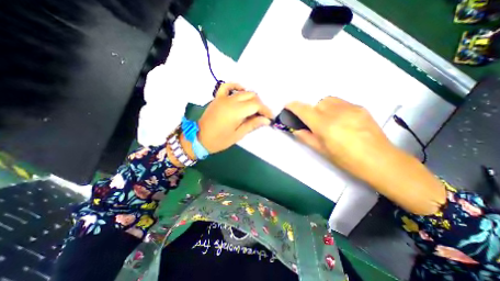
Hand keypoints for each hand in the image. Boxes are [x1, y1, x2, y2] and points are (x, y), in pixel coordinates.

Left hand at [196, 83, 272, 154]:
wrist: (199, 138)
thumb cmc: (220, 140)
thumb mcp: (238, 135)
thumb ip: (252, 124)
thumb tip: (266, 120)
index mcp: (236, 111)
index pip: (256, 105)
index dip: (265, 110)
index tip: (270, 117)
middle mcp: (231, 100)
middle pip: (251, 96)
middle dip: (260, 105)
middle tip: (262, 115)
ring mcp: (223, 97)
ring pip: (243, 91)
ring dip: (251, 98)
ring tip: (254, 108)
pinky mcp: (218, 97)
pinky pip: (228, 86)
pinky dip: (236, 86)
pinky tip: (241, 91)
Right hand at [285, 98, 389, 172]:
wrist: (380, 161)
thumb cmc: (347, 160)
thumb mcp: (322, 151)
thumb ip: (306, 138)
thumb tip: (296, 130)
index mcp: (325, 126)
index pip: (305, 110)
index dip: (294, 106)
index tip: (288, 105)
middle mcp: (336, 113)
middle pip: (317, 103)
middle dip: (311, 110)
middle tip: (314, 123)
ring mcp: (350, 108)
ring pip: (328, 100)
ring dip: (322, 107)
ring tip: (327, 120)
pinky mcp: (361, 108)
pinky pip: (341, 102)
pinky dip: (334, 108)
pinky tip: (340, 120)